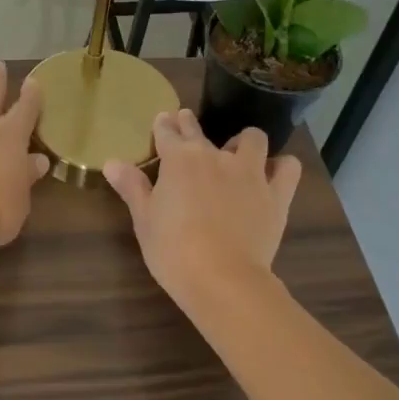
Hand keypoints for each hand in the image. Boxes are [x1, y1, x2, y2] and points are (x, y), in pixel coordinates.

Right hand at [103, 110, 302, 306]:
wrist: (222, 279)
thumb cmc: (173, 250)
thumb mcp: (144, 219)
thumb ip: (131, 187)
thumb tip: (111, 162)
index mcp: (179, 160)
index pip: (167, 133)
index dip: (163, 125)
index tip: (163, 120)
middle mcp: (215, 156)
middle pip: (200, 131)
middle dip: (190, 125)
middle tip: (186, 123)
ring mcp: (250, 173)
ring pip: (252, 139)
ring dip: (243, 142)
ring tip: (236, 153)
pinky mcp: (276, 194)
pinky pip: (287, 168)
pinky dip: (281, 167)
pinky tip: (273, 174)